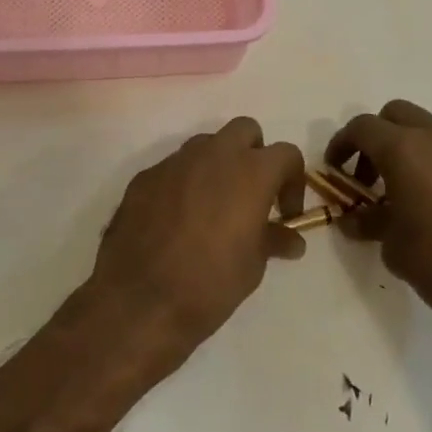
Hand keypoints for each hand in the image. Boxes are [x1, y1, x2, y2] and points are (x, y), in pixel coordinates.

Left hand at [88, 118, 305, 366]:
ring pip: (206, 145)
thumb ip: (273, 240)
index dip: (292, 181)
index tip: (285, 214)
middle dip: (254, 154)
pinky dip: (184, 184)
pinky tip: (177, 220)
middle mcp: (214, 155)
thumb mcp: (253, 266)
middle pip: (245, 130)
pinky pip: (174, 169)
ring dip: (217, 165)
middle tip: (251, 194)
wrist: (139, 300)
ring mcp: (175, 162)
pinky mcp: (145, 177)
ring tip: (213, 207)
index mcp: (250, 172)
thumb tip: (291, 239)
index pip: (286, 153)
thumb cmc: (210, 283)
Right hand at [325, 100, 431, 333]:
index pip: (362, 127)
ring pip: (429, 131)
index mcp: (404, 149)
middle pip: (396, 115)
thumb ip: (370, 223)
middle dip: (376, 138)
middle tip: (368, 178)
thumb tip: (355, 219)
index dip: (342, 145)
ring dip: (408, 150)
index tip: (335, 171)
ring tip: (403, 195)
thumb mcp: (393, 246)